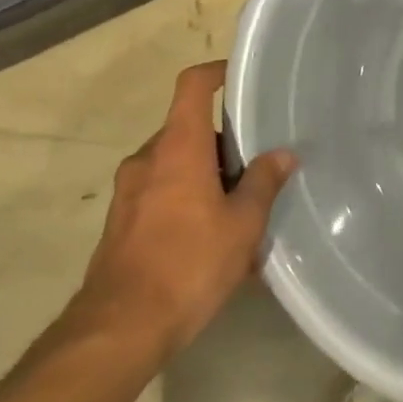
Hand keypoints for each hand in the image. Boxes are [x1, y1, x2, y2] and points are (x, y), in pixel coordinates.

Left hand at [71, 61, 295, 362]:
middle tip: (257, 170)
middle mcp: (147, 160)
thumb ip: (264, 183)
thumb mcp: (242, 224)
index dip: (216, 72)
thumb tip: (283, 154)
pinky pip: (161, 196)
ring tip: (240, 212)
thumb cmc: (188, 264)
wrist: (119, 329)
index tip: (240, 77)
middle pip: (189, 131)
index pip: (193, 86)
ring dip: (206, 178)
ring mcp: (128, 193)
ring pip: (175, 166)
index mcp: (178, 148)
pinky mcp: (121, 223)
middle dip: (223, 145)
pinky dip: (187, 203)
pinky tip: (212, 243)